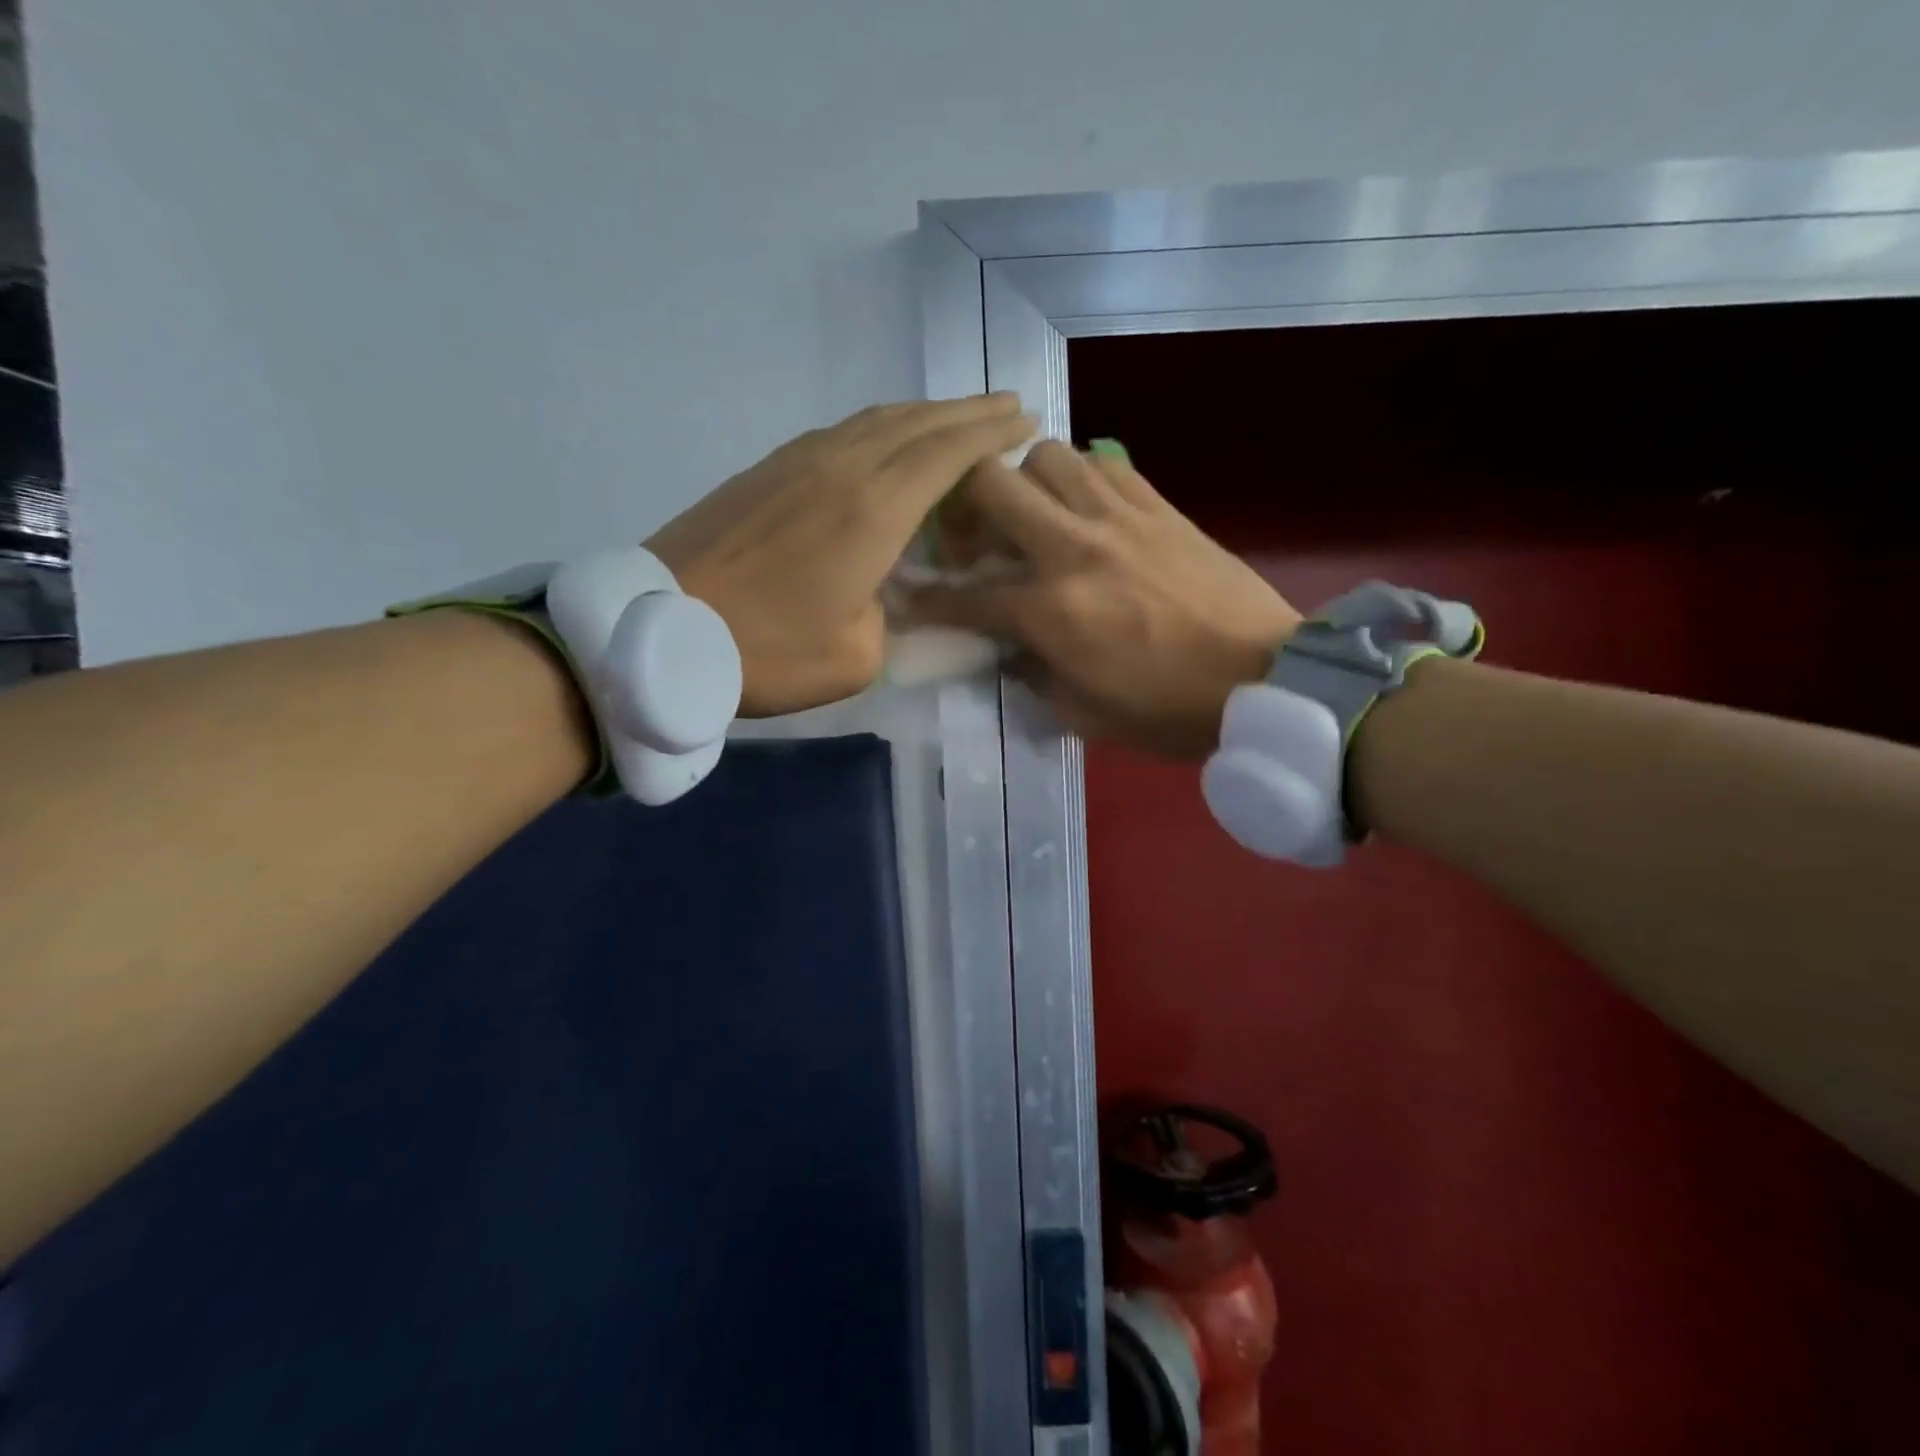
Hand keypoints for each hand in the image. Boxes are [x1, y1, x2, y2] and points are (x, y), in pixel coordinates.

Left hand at [644, 394, 1034, 716]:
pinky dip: (879, 427)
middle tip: (1006, 405)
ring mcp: (798, 461)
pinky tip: (885, 440)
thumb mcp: (856, 656)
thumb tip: (886, 591)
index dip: (991, 433)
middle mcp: (842, 468)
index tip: (1024, 420)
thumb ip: (891, 617)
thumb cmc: (767, 650)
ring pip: (876, 419)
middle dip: (968, 411)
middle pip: (917, 422)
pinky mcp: (766, 470)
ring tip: (956, 418)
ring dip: (923, 413)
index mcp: (873, 510)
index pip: (948, 453)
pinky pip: (840, 432)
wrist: (659, 631)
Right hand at [905, 441, 1300, 757]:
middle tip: (973, 536)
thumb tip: (1010, 651)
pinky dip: (1081, 477)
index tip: (904, 592)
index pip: (965, 596)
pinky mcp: (1160, 506)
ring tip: (1032, 515)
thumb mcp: (1086, 715)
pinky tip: (1086, 510)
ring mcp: (1119, 518)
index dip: (925, 596)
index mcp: (1051, 611)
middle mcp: (1074, 549)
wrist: (1266, 679)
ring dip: (1024, 481)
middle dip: (963, 506)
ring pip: (1047, 455)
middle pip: (990, 486)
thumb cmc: (1171, 711)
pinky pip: (1105, 464)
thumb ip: (1034, 677)